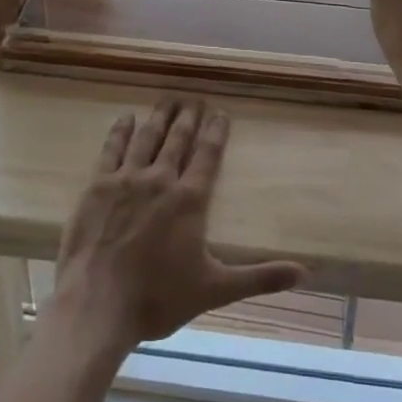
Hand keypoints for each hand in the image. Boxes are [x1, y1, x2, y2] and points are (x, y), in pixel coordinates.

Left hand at [47, 99, 306, 355]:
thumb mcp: (215, 289)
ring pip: (147, 137)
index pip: (207, 155)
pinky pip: (112, 149)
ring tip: (168, 98)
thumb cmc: (159, 298)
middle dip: (188, 116)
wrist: (98, 304)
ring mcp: (126, 179)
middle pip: (177, 139)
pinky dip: (120, 131)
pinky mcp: (97, 185)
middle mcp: (160, 179)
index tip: (220, 112)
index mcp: (189, 200)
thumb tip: (304, 273)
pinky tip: (126, 118)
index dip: (215, 131)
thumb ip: (259, 277)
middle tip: (194, 97)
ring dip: (159, 116)